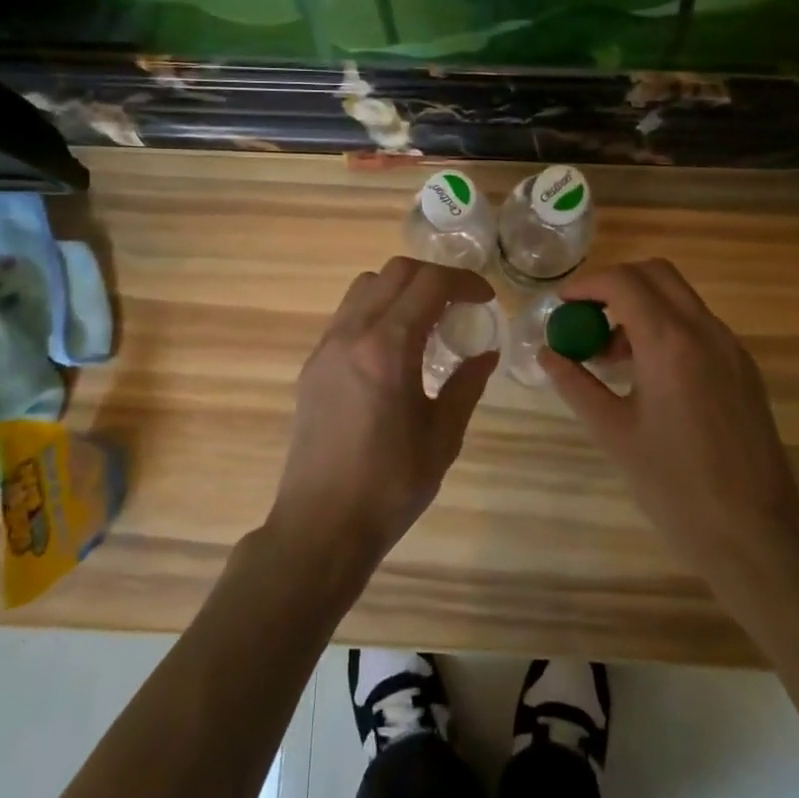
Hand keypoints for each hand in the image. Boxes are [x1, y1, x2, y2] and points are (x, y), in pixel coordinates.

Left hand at [270, 257, 498, 571]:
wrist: (321, 525)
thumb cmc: (390, 485)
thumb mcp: (443, 436)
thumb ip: (467, 385)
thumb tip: (486, 353)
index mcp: (387, 348)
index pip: (429, 283)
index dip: (464, 281)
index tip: (485, 299)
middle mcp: (351, 334)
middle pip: (395, 272)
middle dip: (434, 278)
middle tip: (460, 305)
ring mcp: (326, 346)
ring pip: (365, 286)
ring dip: (401, 289)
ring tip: (426, 322)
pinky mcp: (312, 364)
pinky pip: (347, 314)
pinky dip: (376, 310)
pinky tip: (393, 348)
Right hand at [543, 259, 798, 589]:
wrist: (755, 532)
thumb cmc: (675, 485)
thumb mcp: (613, 432)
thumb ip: (576, 384)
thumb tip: (547, 353)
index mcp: (670, 343)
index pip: (624, 282)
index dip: (587, 285)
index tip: (561, 304)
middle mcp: (706, 332)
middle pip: (657, 274)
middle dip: (615, 284)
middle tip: (584, 315)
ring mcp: (731, 349)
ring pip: (680, 298)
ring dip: (641, 306)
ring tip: (609, 353)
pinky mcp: (743, 369)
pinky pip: (698, 326)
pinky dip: (666, 328)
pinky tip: (647, 374)